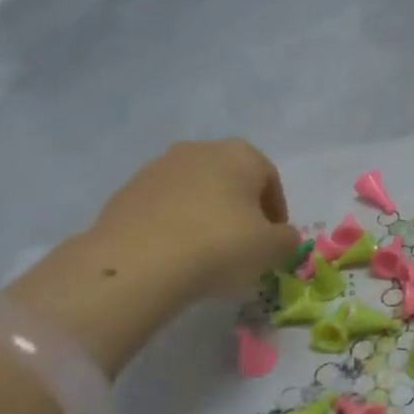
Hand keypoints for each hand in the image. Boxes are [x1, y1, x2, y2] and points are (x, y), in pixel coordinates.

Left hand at [90, 138, 298, 301]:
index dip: (276, 212)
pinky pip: (163, 209)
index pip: (269, 179)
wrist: (138, 263)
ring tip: (206, 254)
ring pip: (194, 193)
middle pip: (230, 181)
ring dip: (205, 216)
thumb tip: (281, 238)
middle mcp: (199, 150)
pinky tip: (175, 255)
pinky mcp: (126, 192)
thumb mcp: (273, 249)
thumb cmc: (220, 246)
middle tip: (243, 246)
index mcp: (240, 154)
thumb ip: (287, 240)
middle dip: (240, 210)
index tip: (274, 241)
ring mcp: (157, 168)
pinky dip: (174, 226)